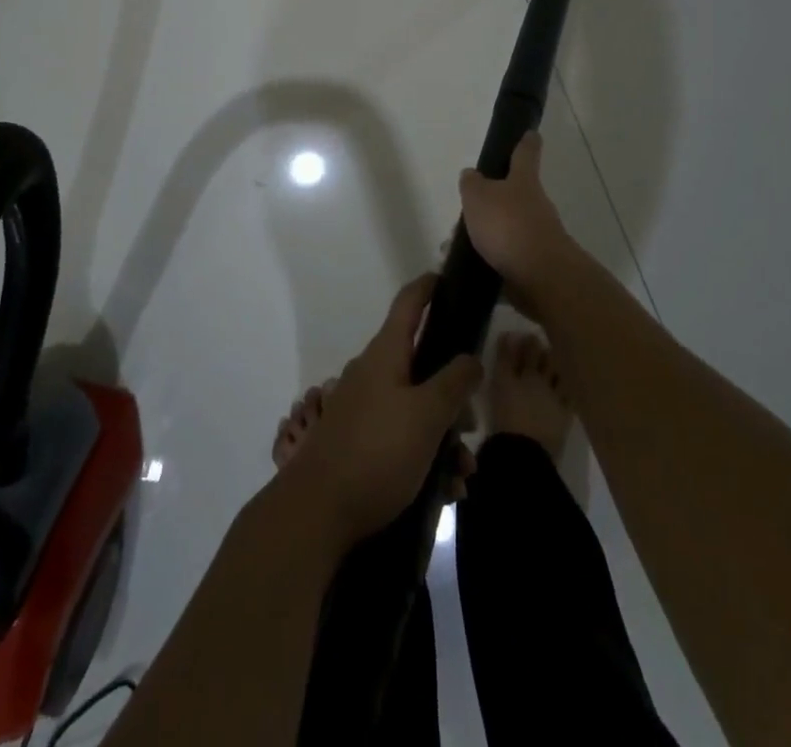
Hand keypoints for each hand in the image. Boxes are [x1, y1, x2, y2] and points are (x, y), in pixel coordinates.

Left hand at [285, 274, 481, 551]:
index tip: (448, 278)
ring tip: (462, 475)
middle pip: (422, 366)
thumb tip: (471, 357)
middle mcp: (373, 374)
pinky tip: (445, 491)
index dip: (429, 287)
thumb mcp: (427, 415)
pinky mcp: (361, 443)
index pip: (409, 303)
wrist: (317, 512)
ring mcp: (364, 409)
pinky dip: (426, 457)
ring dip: (444, 437)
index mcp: (386, 354)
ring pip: (416, 409)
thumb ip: (454, 382)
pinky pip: (403, 438)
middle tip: (473, 427)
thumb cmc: (377, 451)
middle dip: (453, 395)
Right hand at [457, 131, 580, 313]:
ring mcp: (538, 236)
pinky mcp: (534, 265)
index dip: (526, 142)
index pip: (526, 153)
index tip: (531, 133)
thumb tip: (472, 175)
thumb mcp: (478, 197)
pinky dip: (488, 261)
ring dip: (484, 236)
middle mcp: (535, 205)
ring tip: (453, 248)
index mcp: (524, 182)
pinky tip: (467, 269)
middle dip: (490, 202)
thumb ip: (472, 184)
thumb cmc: (508, 226)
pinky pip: (506, 258)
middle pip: (513, 195)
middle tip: (465, 211)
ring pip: (506, 229)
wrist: (542, 278)